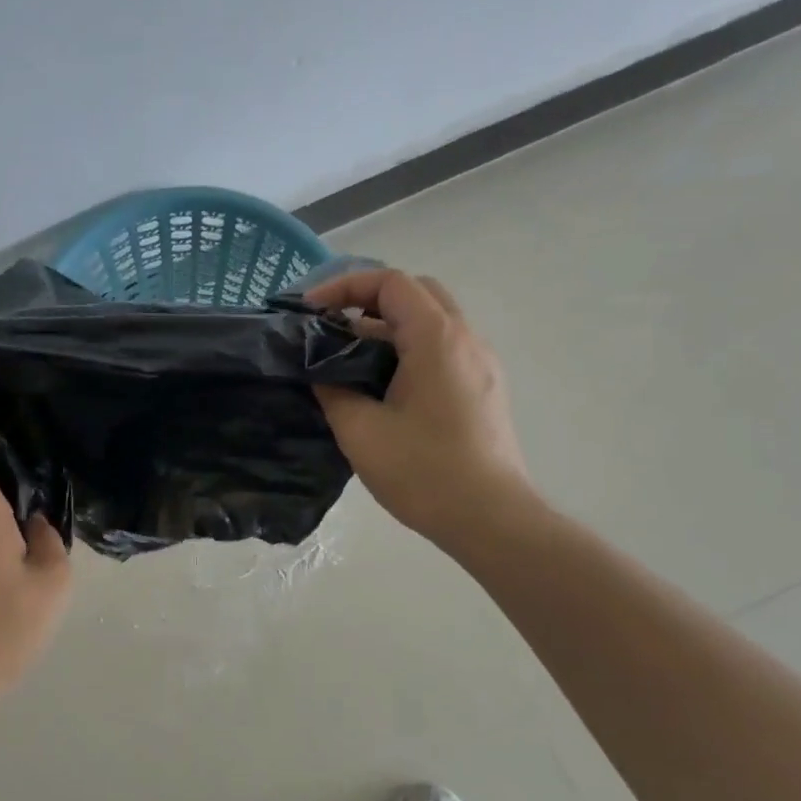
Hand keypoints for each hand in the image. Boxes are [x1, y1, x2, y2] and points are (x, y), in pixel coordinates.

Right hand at [306, 269, 534, 550]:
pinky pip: (444, 350)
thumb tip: (321, 372)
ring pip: (433, 322)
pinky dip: (409, 350)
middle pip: (416, 293)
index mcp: (436, 338)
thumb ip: (332, 390)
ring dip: (389, 327)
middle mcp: (466, 339)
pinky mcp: (485, 389)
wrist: (490, 517)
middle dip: (368, 300)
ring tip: (350, 358)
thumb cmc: (422, 471)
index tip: (310, 310)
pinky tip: (384, 386)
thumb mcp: (360, 431)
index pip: (390, 283)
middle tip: (332, 326)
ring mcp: (481, 364)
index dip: (344, 286)